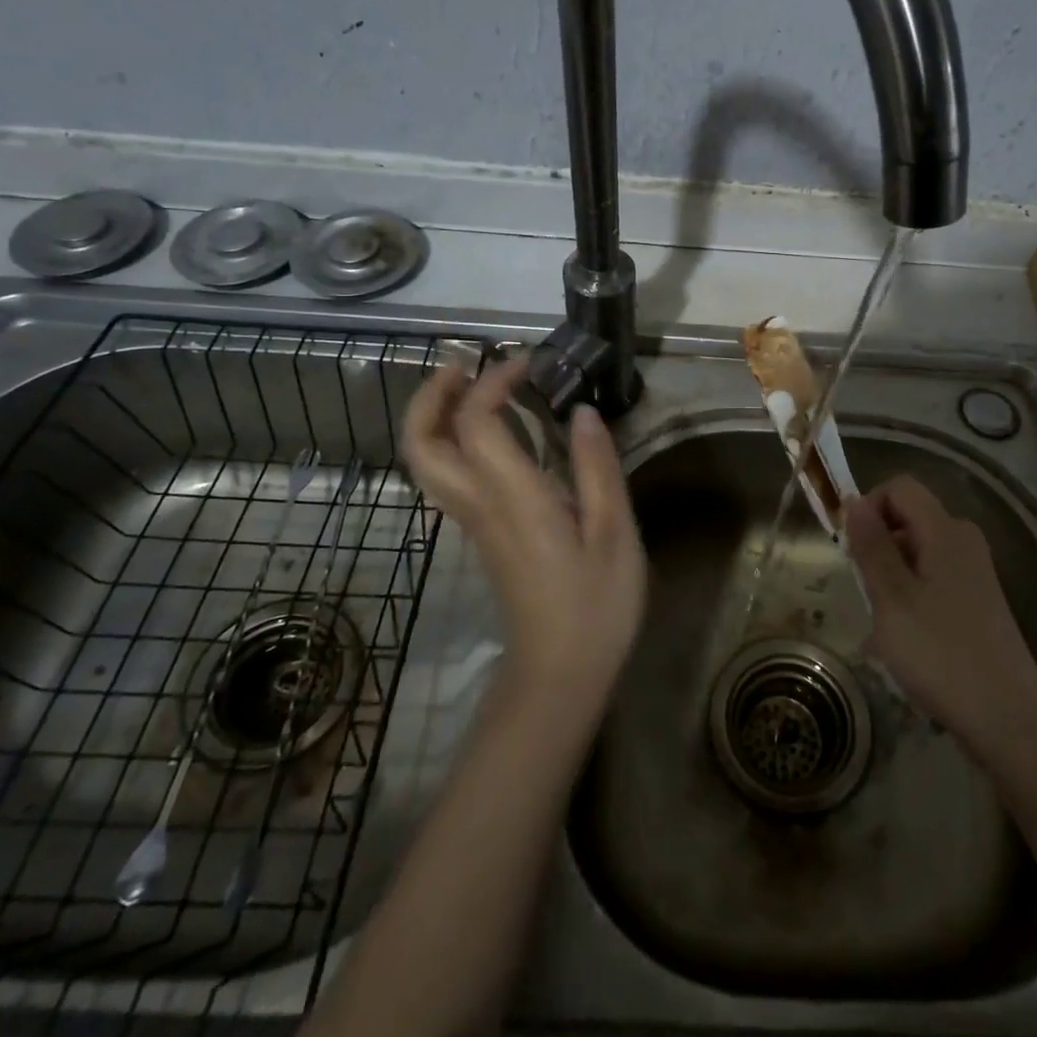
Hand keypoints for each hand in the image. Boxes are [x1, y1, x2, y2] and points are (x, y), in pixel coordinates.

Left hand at [400, 355, 646, 703]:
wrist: (560, 674)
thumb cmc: (596, 604)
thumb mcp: (614, 533)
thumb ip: (597, 467)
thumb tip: (581, 412)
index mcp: (513, 498)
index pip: (477, 423)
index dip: (493, 382)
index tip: (528, 363)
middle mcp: (480, 504)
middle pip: (423, 444)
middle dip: (431, 395)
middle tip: (465, 365)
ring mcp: (474, 522)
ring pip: (428, 462)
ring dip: (437, 415)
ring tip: (476, 387)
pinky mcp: (481, 535)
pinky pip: (450, 475)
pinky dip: (456, 440)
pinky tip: (499, 433)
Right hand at [843, 475, 1036, 747]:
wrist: (1007, 718)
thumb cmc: (940, 652)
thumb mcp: (891, 596)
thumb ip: (871, 545)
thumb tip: (853, 500)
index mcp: (945, 530)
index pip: (899, 488)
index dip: (868, 507)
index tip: (850, 549)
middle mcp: (963, 541)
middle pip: (908, 518)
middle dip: (877, 546)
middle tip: (862, 591)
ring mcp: (973, 573)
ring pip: (916, 553)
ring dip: (889, 577)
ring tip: (878, 623)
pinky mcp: (976, 602)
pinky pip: (931, 580)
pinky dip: (909, 597)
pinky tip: (900, 639)